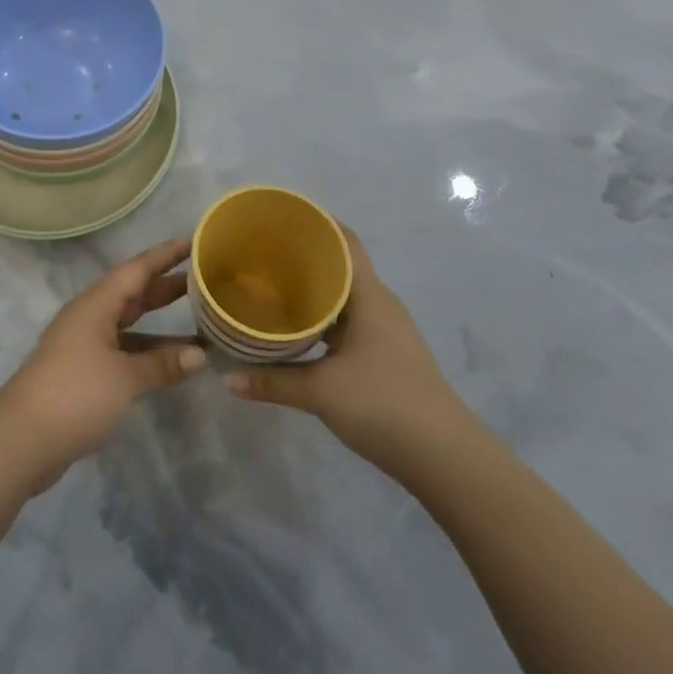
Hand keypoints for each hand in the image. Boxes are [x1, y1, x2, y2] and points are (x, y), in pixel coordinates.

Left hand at [0, 238, 207, 488]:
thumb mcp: (126, 378)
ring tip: (200, 322)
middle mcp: (91, 316)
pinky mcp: (85, 371)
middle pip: (134, 293)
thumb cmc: (76, 394)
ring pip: (130, 323)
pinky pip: (125, 349)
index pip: (138, 268)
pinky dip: (148, 351)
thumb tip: (201, 356)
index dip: (167, 254)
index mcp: (97, 304)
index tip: (195, 240)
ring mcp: (86, 344)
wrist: (22, 439)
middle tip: (205, 278)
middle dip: (167, 285)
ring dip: (161, 323)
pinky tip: (172, 362)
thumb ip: (163, 364)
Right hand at [227, 226, 471, 474]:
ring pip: (343, 294)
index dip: (315, 221)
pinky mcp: (384, 353)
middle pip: (341, 264)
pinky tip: (297, 326)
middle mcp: (379, 304)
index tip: (279, 215)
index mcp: (369, 296)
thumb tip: (227, 379)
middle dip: (304, 254)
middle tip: (261, 249)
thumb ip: (273, 382)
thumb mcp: (322, 392)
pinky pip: (347, 318)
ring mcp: (384, 329)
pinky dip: (322, 314)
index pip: (344, 240)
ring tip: (271, 282)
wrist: (446, 458)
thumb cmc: (385, 405)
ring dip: (313, 287)